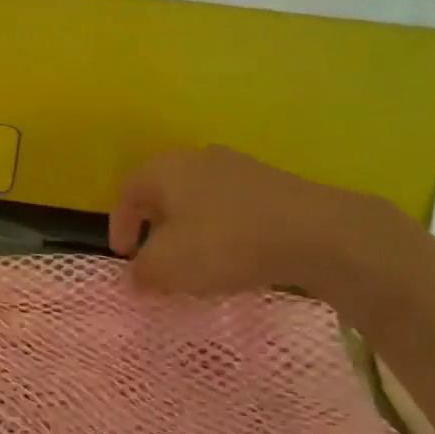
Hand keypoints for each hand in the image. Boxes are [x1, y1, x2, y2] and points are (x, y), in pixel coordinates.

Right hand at [108, 145, 409, 297]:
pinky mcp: (272, 184)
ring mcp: (239, 167)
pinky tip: (235, 256)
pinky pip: (232, 207)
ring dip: (191, 228)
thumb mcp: (167, 267)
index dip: (119, 226)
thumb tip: (135, 275)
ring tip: (197, 261)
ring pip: (199, 198)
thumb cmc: (224, 243)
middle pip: (164, 192)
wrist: (315, 233)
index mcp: (164, 169)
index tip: (124, 257)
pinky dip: (223, 230)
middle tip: (156, 256)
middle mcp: (197, 158)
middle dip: (155, 225)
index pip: (126, 193)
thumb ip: (141, 272)